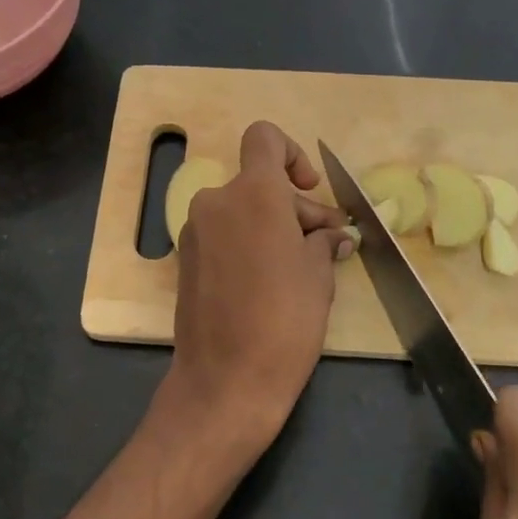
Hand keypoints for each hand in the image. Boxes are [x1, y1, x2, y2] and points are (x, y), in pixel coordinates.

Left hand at [169, 122, 351, 439]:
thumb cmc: (284, 320)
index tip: (309, 190)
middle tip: (328, 244)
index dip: (292, 154)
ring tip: (306, 267)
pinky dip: (248, 245)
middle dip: (295, 208)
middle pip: (259, 183)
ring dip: (273, 228)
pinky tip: (272, 281)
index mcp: (253, 193)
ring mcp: (195, 231)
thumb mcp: (319, 276)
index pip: (265, 138)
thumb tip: (331, 236)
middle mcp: (216, 201)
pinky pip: (224, 235)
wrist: (226, 380)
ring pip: (242, 211)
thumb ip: (323, 241)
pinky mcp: (186, 260)